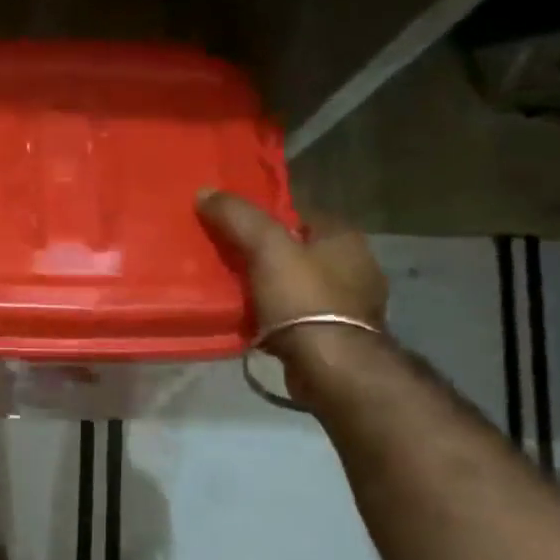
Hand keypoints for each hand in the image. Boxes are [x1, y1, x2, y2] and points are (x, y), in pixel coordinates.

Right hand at [196, 188, 387, 401]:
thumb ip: (237, 217)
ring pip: (296, 285)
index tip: (233, 226)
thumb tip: (205, 191)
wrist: (332, 367)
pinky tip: (251, 321)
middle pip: (297, 251)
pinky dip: (275, 317)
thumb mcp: (266, 247)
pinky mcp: (336, 337)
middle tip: (226, 258)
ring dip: (269, 288)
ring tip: (232, 291)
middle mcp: (355, 267)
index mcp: (344, 238)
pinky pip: (297, 317)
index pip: (300, 214)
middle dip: (265, 255)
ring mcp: (349, 306)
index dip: (266, 217)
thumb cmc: (304, 299)